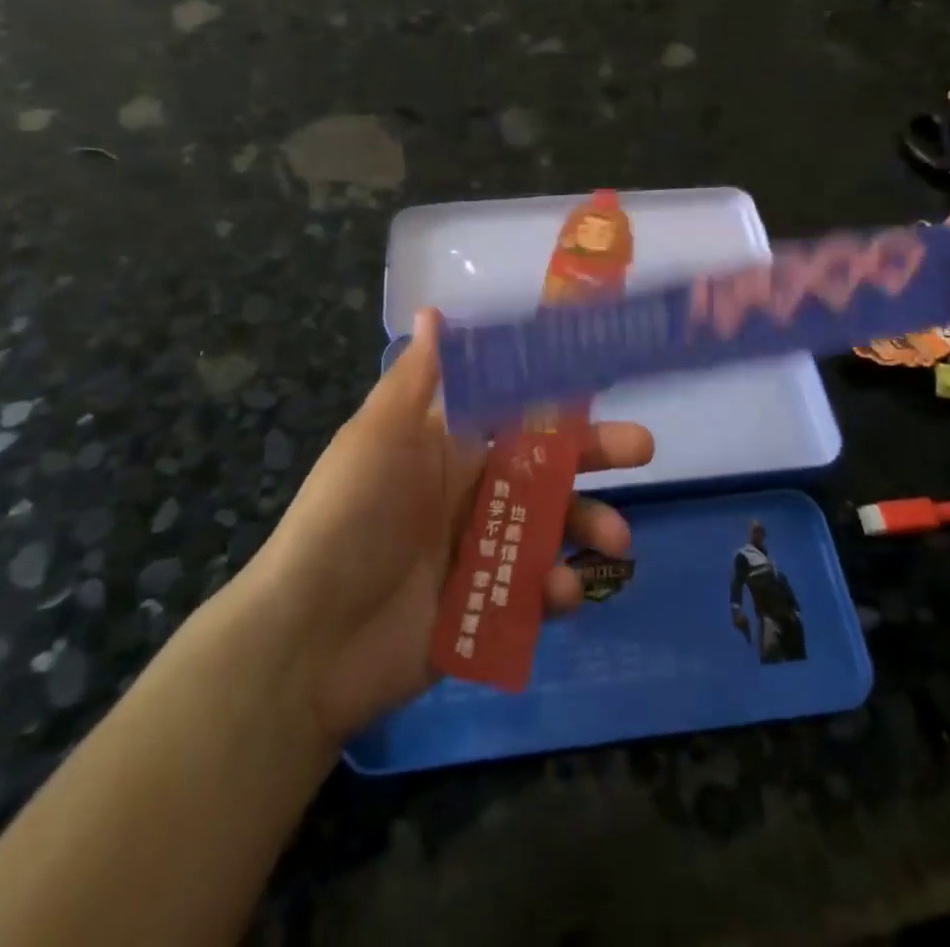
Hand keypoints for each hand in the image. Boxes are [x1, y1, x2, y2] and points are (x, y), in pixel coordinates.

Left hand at [244, 309, 652, 743]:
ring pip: (551, 529)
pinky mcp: (484, 608)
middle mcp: (469, 492)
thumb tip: (433, 310)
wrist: (306, 638)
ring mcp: (479, 552)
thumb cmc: (347, 518)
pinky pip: (533, 592)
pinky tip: (562, 593)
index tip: (604, 381)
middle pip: (546, 466)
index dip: (557, 396)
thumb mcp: (378, 437)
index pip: (515, 412)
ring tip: (616, 542)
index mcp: (448, 447)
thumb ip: (416, 380)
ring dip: (588, 527)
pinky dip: (556, 590)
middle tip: (642, 448)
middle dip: (595, 455)